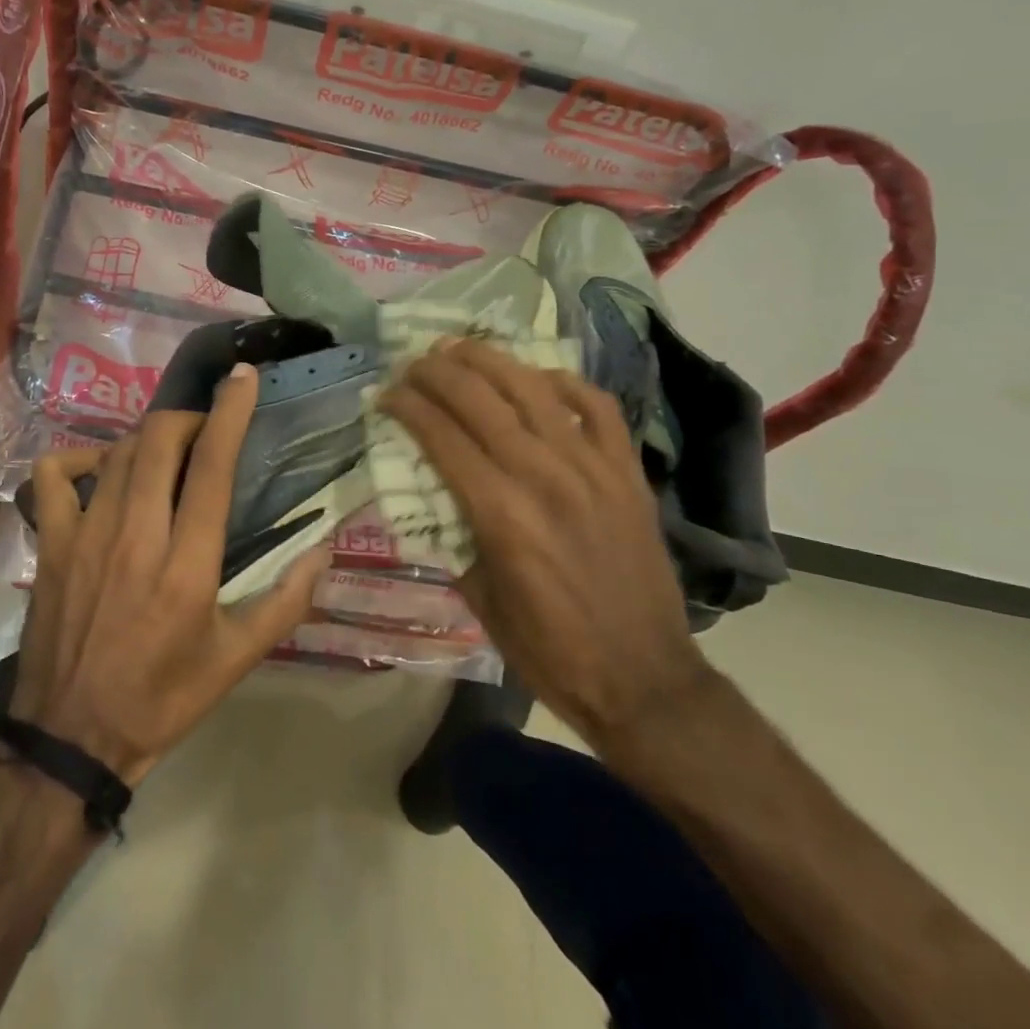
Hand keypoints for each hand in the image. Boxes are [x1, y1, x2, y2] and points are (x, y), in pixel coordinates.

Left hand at [12, 365, 328, 787]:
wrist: (70, 737)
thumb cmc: (162, 698)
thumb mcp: (236, 660)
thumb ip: (286, 601)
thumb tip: (324, 549)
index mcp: (187, 564)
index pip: (211, 467)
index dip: (230, 412)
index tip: (243, 377)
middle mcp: (136, 535)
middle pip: (160, 440)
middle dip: (188, 419)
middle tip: (205, 432)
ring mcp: (86, 534)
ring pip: (118, 452)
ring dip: (149, 438)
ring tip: (166, 452)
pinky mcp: (52, 543)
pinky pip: (54, 475)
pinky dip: (78, 459)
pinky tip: (99, 472)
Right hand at [381, 339, 709, 742]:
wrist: (644, 681)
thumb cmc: (549, 650)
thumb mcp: (478, 598)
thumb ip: (454, 534)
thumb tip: (434, 491)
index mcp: (500, 513)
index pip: (441, 436)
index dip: (407, 407)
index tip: (386, 395)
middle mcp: (543, 476)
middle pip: (479, 400)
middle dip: (437, 373)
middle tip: (413, 363)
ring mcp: (591, 468)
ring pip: (532, 389)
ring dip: (489, 360)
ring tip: (459, 348)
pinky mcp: (626, 471)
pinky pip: (596, 406)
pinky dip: (564, 382)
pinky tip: (538, 377)